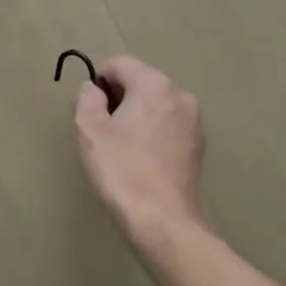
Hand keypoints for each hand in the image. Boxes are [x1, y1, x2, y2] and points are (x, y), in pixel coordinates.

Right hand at [73, 55, 205, 239]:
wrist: (162, 220)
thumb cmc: (121, 170)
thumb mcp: (90, 131)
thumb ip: (87, 99)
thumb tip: (92, 89)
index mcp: (155, 85)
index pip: (120, 64)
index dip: (98, 81)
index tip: (89, 109)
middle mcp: (180, 95)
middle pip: (140, 82)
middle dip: (118, 98)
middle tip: (101, 131)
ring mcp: (194, 121)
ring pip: (155, 105)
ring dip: (135, 116)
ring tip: (121, 148)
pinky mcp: (198, 146)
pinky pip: (168, 125)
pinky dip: (152, 133)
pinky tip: (141, 160)